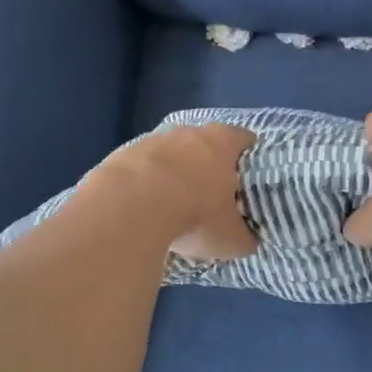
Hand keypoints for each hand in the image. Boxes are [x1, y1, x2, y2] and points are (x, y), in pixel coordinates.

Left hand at [90, 123, 258, 261]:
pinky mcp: (122, 153)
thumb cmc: (194, 215)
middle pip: (206, 143)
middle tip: (213, 196)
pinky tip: (143, 208)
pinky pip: (142, 167)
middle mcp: (189, 132)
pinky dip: (145, 183)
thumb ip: (245, 237)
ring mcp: (152, 139)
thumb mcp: (231, 239)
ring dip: (175, 173)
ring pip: (172, 153)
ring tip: (174, 205)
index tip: (248, 180)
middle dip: (210, 166)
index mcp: (223, 142)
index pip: (245, 140)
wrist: (129, 208)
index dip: (249, 159)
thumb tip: (247, 240)